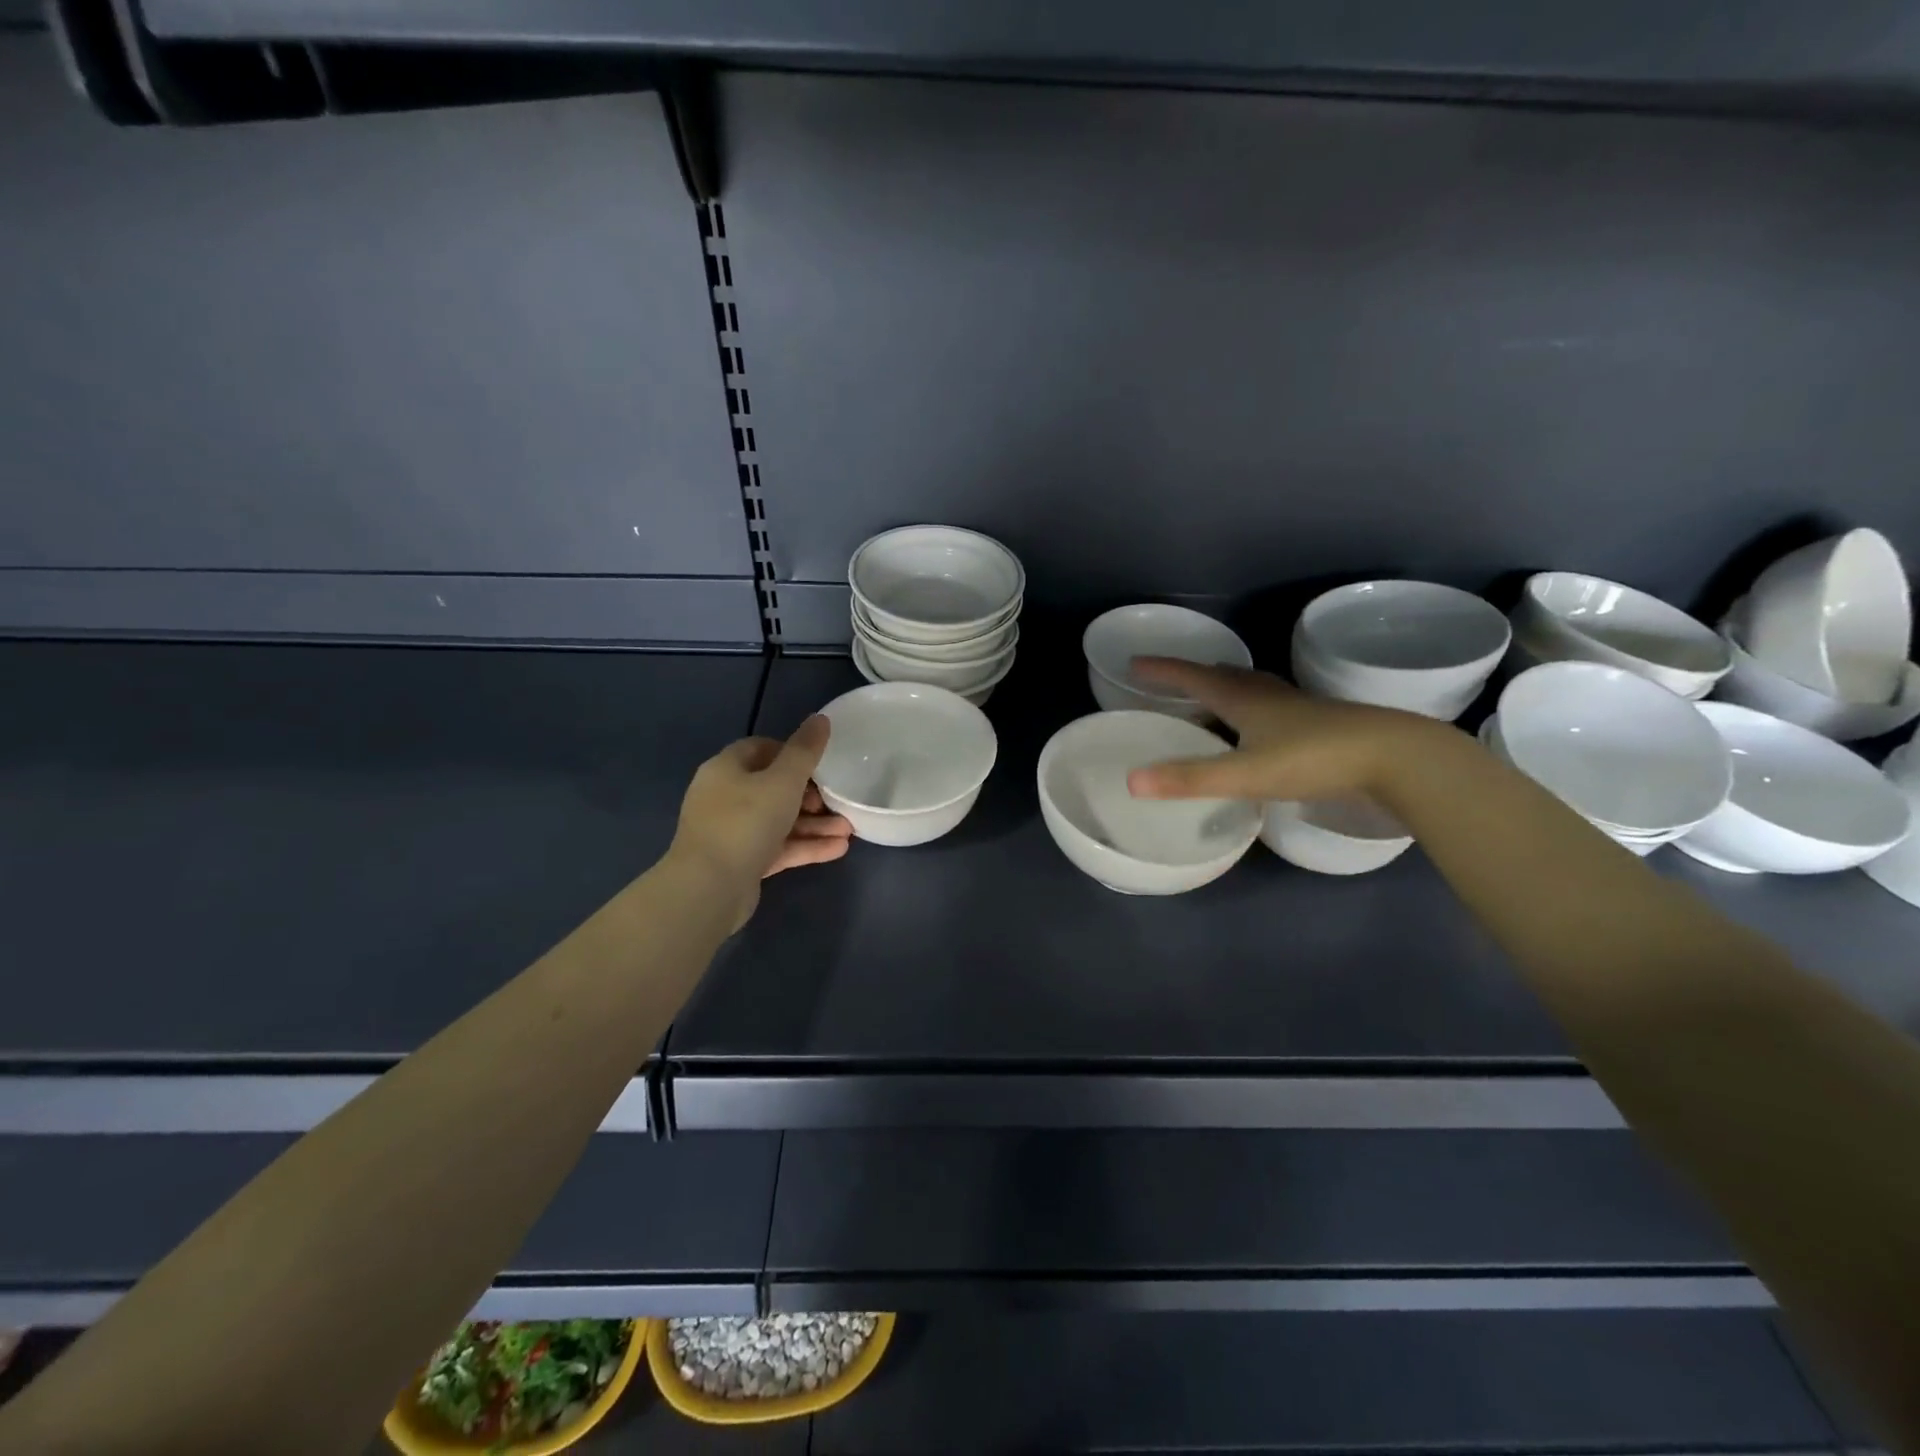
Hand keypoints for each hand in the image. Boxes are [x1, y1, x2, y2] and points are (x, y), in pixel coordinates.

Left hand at [670, 717, 852, 926]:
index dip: (793, 753)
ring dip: (814, 824)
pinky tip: (838, 849)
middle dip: (811, 795)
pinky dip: (805, 846)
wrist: (709, 888)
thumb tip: (821, 718)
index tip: (821, 764)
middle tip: (836, 802)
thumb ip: (805, 750)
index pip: (761, 749)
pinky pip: (778, 847)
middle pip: (773, 787)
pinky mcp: (741, 862)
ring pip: (779, 820)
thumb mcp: (783, 781)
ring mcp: (731, 832)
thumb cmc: (745, 822)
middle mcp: (725, 796)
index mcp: (726, 769)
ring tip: (849, 830)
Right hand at [1124, 658, 1440, 801]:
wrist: (1395, 757)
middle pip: (1223, 677)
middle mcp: (1267, 695)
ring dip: (1226, 688)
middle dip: (1193, 676)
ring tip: (1212, 695)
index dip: (1162, 671)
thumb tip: (1130, 781)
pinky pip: (1273, 706)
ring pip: (1251, 688)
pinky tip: (1261, 727)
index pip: (1193, 677)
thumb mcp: (1244, 773)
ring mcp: (1297, 708)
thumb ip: (1189, 779)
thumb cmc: (1313, 759)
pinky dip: (1253, 708)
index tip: (1135, 664)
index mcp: (1243, 699)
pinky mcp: (1319, 723)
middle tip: (1171, 680)